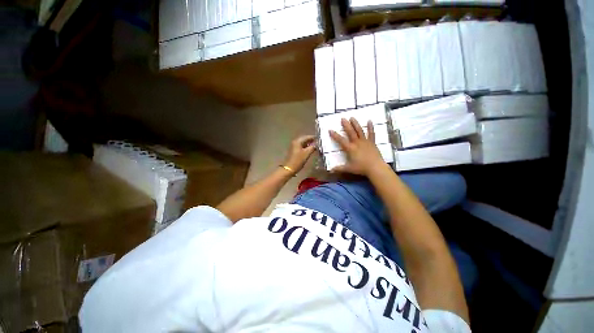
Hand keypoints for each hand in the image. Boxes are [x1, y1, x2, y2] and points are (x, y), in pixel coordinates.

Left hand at [282, 135, 316, 173]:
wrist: (289, 168)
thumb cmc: (298, 160)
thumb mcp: (307, 153)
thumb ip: (312, 147)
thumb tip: (316, 144)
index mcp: (297, 141)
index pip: (307, 137)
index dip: (313, 137)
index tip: (319, 138)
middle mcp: (295, 142)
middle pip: (304, 139)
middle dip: (311, 140)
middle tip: (317, 142)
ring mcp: (293, 146)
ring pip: (302, 143)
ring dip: (308, 144)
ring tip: (315, 146)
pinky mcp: (293, 151)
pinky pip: (300, 146)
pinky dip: (305, 147)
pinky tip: (309, 149)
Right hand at [329, 118, 385, 175]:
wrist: (375, 168)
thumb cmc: (361, 168)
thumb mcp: (348, 168)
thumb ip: (339, 168)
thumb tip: (330, 170)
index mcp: (350, 148)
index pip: (341, 140)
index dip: (335, 135)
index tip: (330, 130)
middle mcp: (357, 143)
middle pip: (350, 132)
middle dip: (346, 125)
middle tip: (342, 118)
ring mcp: (365, 141)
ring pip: (359, 131)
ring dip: (355, 124)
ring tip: (352, 117)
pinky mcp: (372, 142)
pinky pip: (371, 133)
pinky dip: (370, 127)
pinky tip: (370, 121)